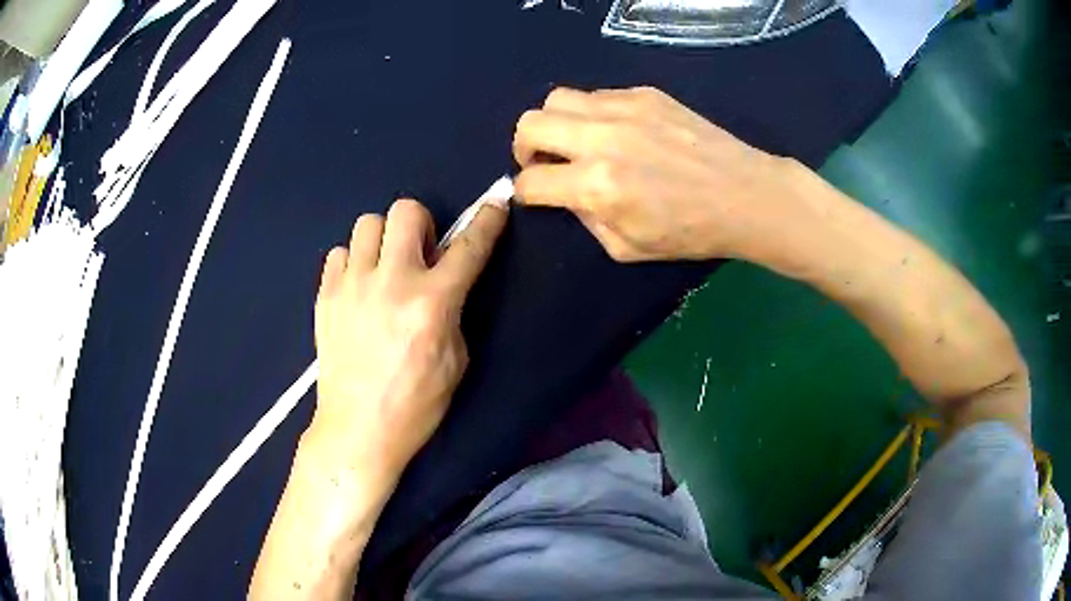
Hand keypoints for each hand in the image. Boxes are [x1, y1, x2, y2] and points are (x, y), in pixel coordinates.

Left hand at [309, 198, 507, 483]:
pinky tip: (358, 289)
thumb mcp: (456, 361)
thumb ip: (453, 311)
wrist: (357, 430)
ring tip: (384, 270)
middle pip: (406, 210)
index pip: (469, 247)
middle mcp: (391, 282)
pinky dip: (353, 263)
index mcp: (432, 303)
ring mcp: (352, 285)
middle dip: (421, 224)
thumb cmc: (415, 405)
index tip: (496, 206)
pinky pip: (339, 253)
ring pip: (367, 223)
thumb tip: (444, 282)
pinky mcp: (325, 296)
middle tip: (420, 255)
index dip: (488, 221)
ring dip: (383, 240)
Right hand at [513, 87, 809, 263]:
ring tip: (576, 140)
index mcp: (596, 186)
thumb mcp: (628, 248)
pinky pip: (597, 94)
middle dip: (524, 146)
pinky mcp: (645, 94)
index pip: (531, 180)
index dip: (526, 191)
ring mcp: (624, 109)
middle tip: (544, 160)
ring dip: (555, 122)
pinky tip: (616, 130)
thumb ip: (586, 220)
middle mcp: (601, 139)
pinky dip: (592, 113)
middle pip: (530, 124)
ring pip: (557, 98)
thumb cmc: (691, 232)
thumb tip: (568, 193)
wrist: (745, 195)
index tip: (536, 193)